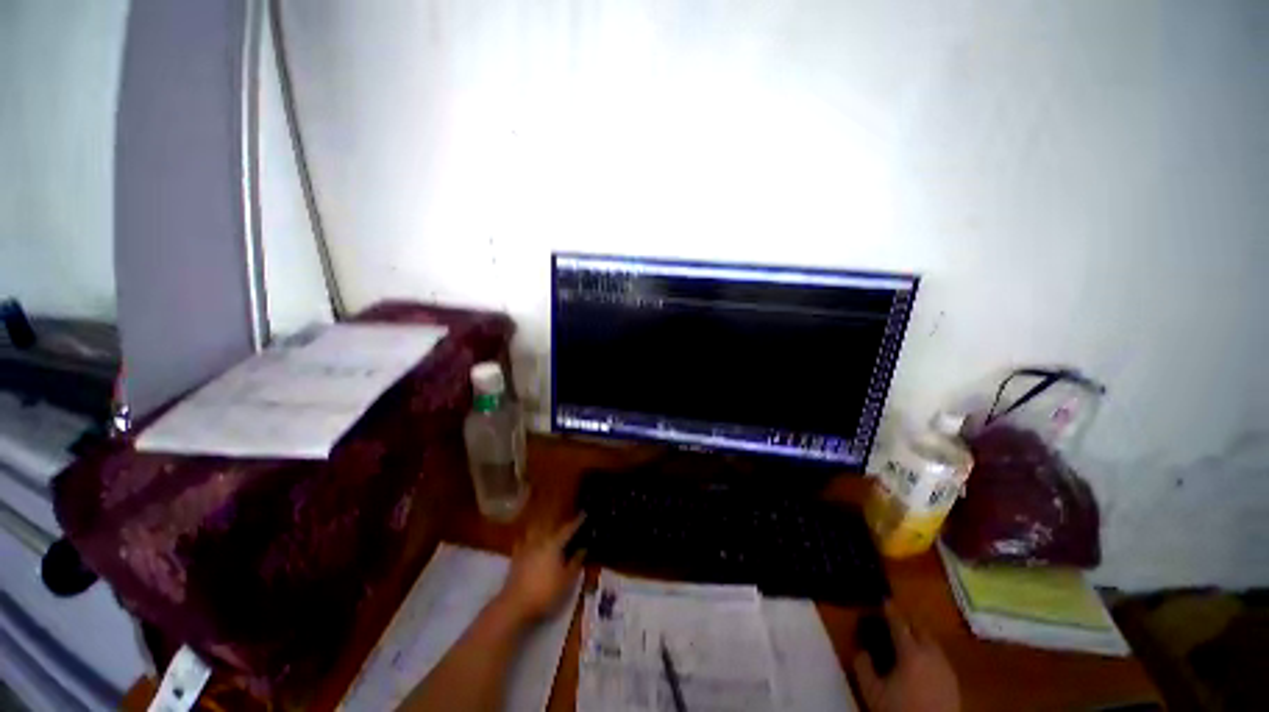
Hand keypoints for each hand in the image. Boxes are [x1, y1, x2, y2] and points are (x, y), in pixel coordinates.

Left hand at [496, 516, 584, 621]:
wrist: (515, 605)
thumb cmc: (545, 592)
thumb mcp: (567, 579)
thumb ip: (576, 561)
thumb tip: (583, 548)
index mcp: (554, 543)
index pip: (569, 528)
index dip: (578, 521)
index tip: (585, 513)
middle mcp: (540, 540)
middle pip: (551, 526)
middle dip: (560, 523)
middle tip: (568, 523)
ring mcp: (526, 547)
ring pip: (536, 530)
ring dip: (543, 526)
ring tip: (549, 528)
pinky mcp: (516, 557)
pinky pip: (523, 541)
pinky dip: (528, 538)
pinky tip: (530, 541)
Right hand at [853, 604, 959, 711]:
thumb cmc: (900, 710)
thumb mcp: (872, 691)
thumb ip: (863, 666)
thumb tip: (861, 651)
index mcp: (911, 652)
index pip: (899, 624)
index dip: (890, 611)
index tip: (885, 600)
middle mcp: (931, 654)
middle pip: (921, 629)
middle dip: (908, 621)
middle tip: (896, 620)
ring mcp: (946, 668)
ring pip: (933, 643)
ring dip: (920, 637)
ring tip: (908, 640)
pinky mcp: (954, 682)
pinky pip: (940, 658)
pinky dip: (929, 652)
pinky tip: (922, 662)